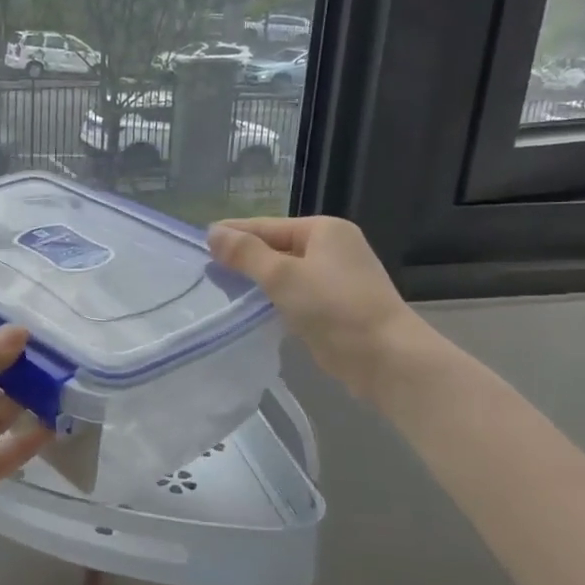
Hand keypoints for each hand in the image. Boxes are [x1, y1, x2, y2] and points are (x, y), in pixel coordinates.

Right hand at [208, 215, 432, 399]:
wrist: (386, 358)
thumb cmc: (334, 307)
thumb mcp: (282, 276)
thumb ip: (245, 254)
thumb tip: (213, 232)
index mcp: (324, 230)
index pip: (266, 226)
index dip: (233, 233)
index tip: (199, 242)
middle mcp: (333, 248)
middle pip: (276, 247)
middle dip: (243, 258)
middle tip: (204, 269)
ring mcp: (336, 278)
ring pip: (285, 273)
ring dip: (257, 281)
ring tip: (220, 288)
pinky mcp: (336, 306)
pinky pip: (295, 294)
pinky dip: (273, 298)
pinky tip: (251, 309)